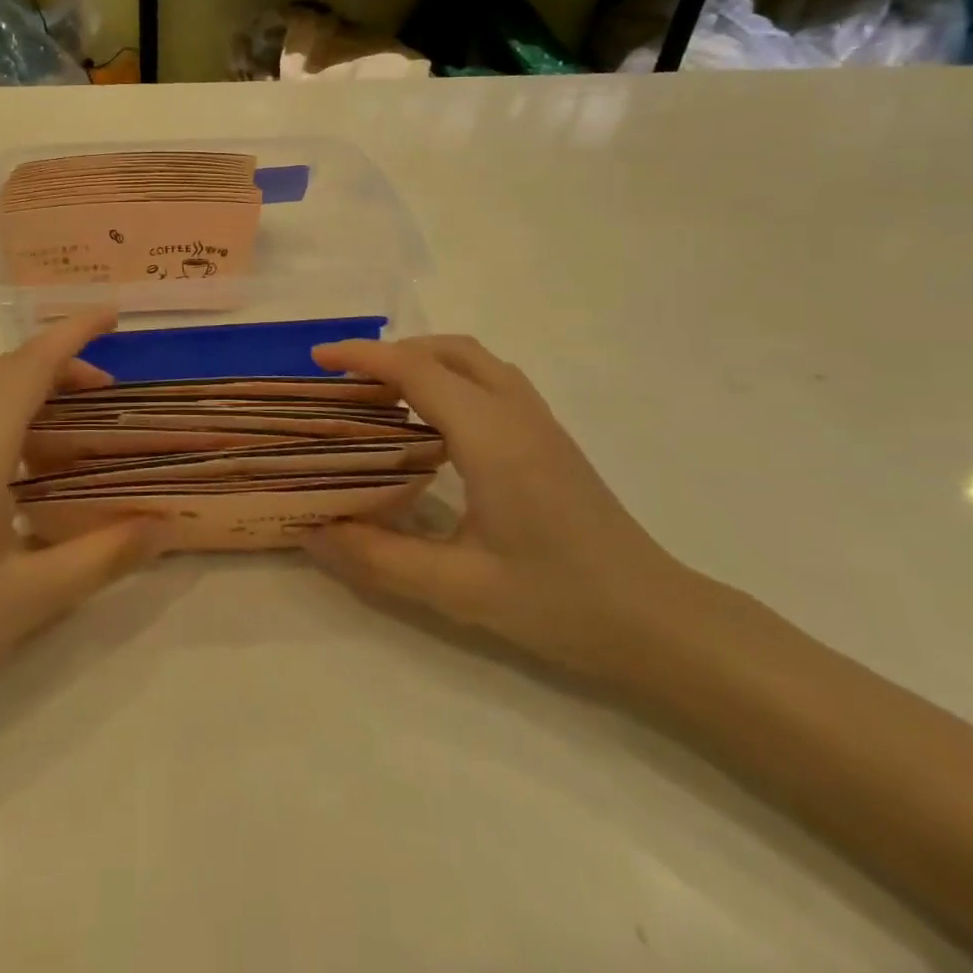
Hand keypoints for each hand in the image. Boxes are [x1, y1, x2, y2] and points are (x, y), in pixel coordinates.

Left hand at [0, 312, 163, 760]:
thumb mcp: (29, 600)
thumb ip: (102, 556)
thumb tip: (164, 526)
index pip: (29, 368)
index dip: (73, 334)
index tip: (113, 315)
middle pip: (6, 372)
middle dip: (61, 362)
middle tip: (112, 389)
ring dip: (34, 390)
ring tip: (82, 424)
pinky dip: (11, 418)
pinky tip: (32, 465)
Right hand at [305, 336, 697, 681]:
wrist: (658, 621)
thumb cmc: (560, 602)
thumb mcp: (458, 589)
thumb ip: (379, 559)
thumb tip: (313, 534)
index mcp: (491, 437)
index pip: (417, 370)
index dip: (363, 357)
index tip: (318, 359)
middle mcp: (516, 414)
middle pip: (447, 351)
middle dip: (391, 352)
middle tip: (346, 381)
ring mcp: (540, 422)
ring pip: (474, 360)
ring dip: (424, 360)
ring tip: (384, 393)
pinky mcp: (551, 438)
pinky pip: (492, 380)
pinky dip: (451, 377)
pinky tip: (435, 422)